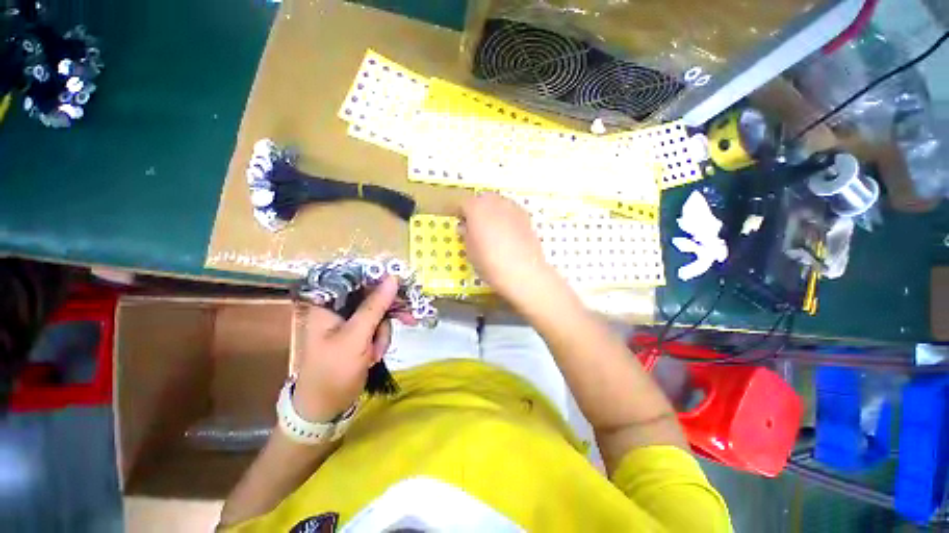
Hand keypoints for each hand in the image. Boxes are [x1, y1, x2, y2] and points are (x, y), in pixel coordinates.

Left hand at [292, 276, 401, 420]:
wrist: (324, 409)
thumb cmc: (333, 371)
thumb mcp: (356, 337)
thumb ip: (375, 306)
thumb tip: (393, 278)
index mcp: (326, 304)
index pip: (355, 278)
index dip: (379, 278)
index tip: (400, 285)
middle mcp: (337, 309)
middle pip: (370, 295)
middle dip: (387, 312)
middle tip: (409, 318)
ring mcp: (348, 322)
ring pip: (378, 312)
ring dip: (383, 332)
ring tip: (376, 354)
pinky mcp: (357, 334)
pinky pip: (377, 326)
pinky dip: (381, 339)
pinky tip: (375, 355)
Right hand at [458, 192, 561, 306]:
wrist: (523, 272)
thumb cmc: (489, 262)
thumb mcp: (470, 251)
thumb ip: (466, 235)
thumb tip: (466, 227)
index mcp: (476, 208)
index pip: (464, 203)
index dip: (460, 212)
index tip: (460, 223)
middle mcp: (495, 202)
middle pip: (483, 199)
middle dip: (478, 209)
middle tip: (476, 225)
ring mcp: (513, 208)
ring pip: (499, 203)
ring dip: (493, 211)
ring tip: (493, 229)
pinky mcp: (526, 217)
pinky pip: (511, 212)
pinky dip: (507, 218)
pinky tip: (507, 233)